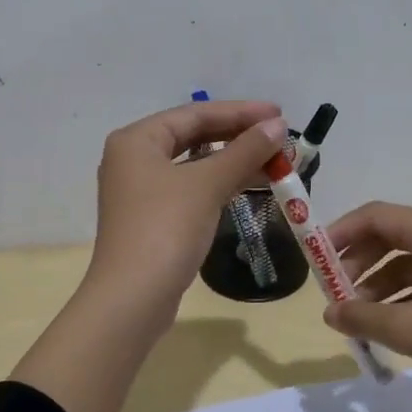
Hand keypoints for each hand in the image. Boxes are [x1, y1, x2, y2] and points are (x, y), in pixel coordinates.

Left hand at [84, 99, 287, 321]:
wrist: (132, 299)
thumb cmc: (165, 229)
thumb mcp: (207, 184)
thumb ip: (244, 151)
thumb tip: (278, 125)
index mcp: (137, 140)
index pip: (194, 114)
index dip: (239, 112)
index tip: (279, 114)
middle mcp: (134, 159)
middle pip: (193, 136)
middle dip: (238, 136)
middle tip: (280, 136)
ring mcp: (142, 191)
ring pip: (194, 164)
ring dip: (234, 161)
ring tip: (276, 161)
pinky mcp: (153, 218)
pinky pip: (192, 188)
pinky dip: (221, 184)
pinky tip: (251, 184)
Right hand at [322, 203, 411, 403]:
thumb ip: (364, 318)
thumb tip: (329, 312)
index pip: (378, 215)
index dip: (342, 231)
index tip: (316, 258)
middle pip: (393, 234)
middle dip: (359, 259)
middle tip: (336, 291)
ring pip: (411, 259)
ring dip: (380, 281)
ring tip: (360, 314)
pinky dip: (405, 294)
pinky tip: (393, 323)